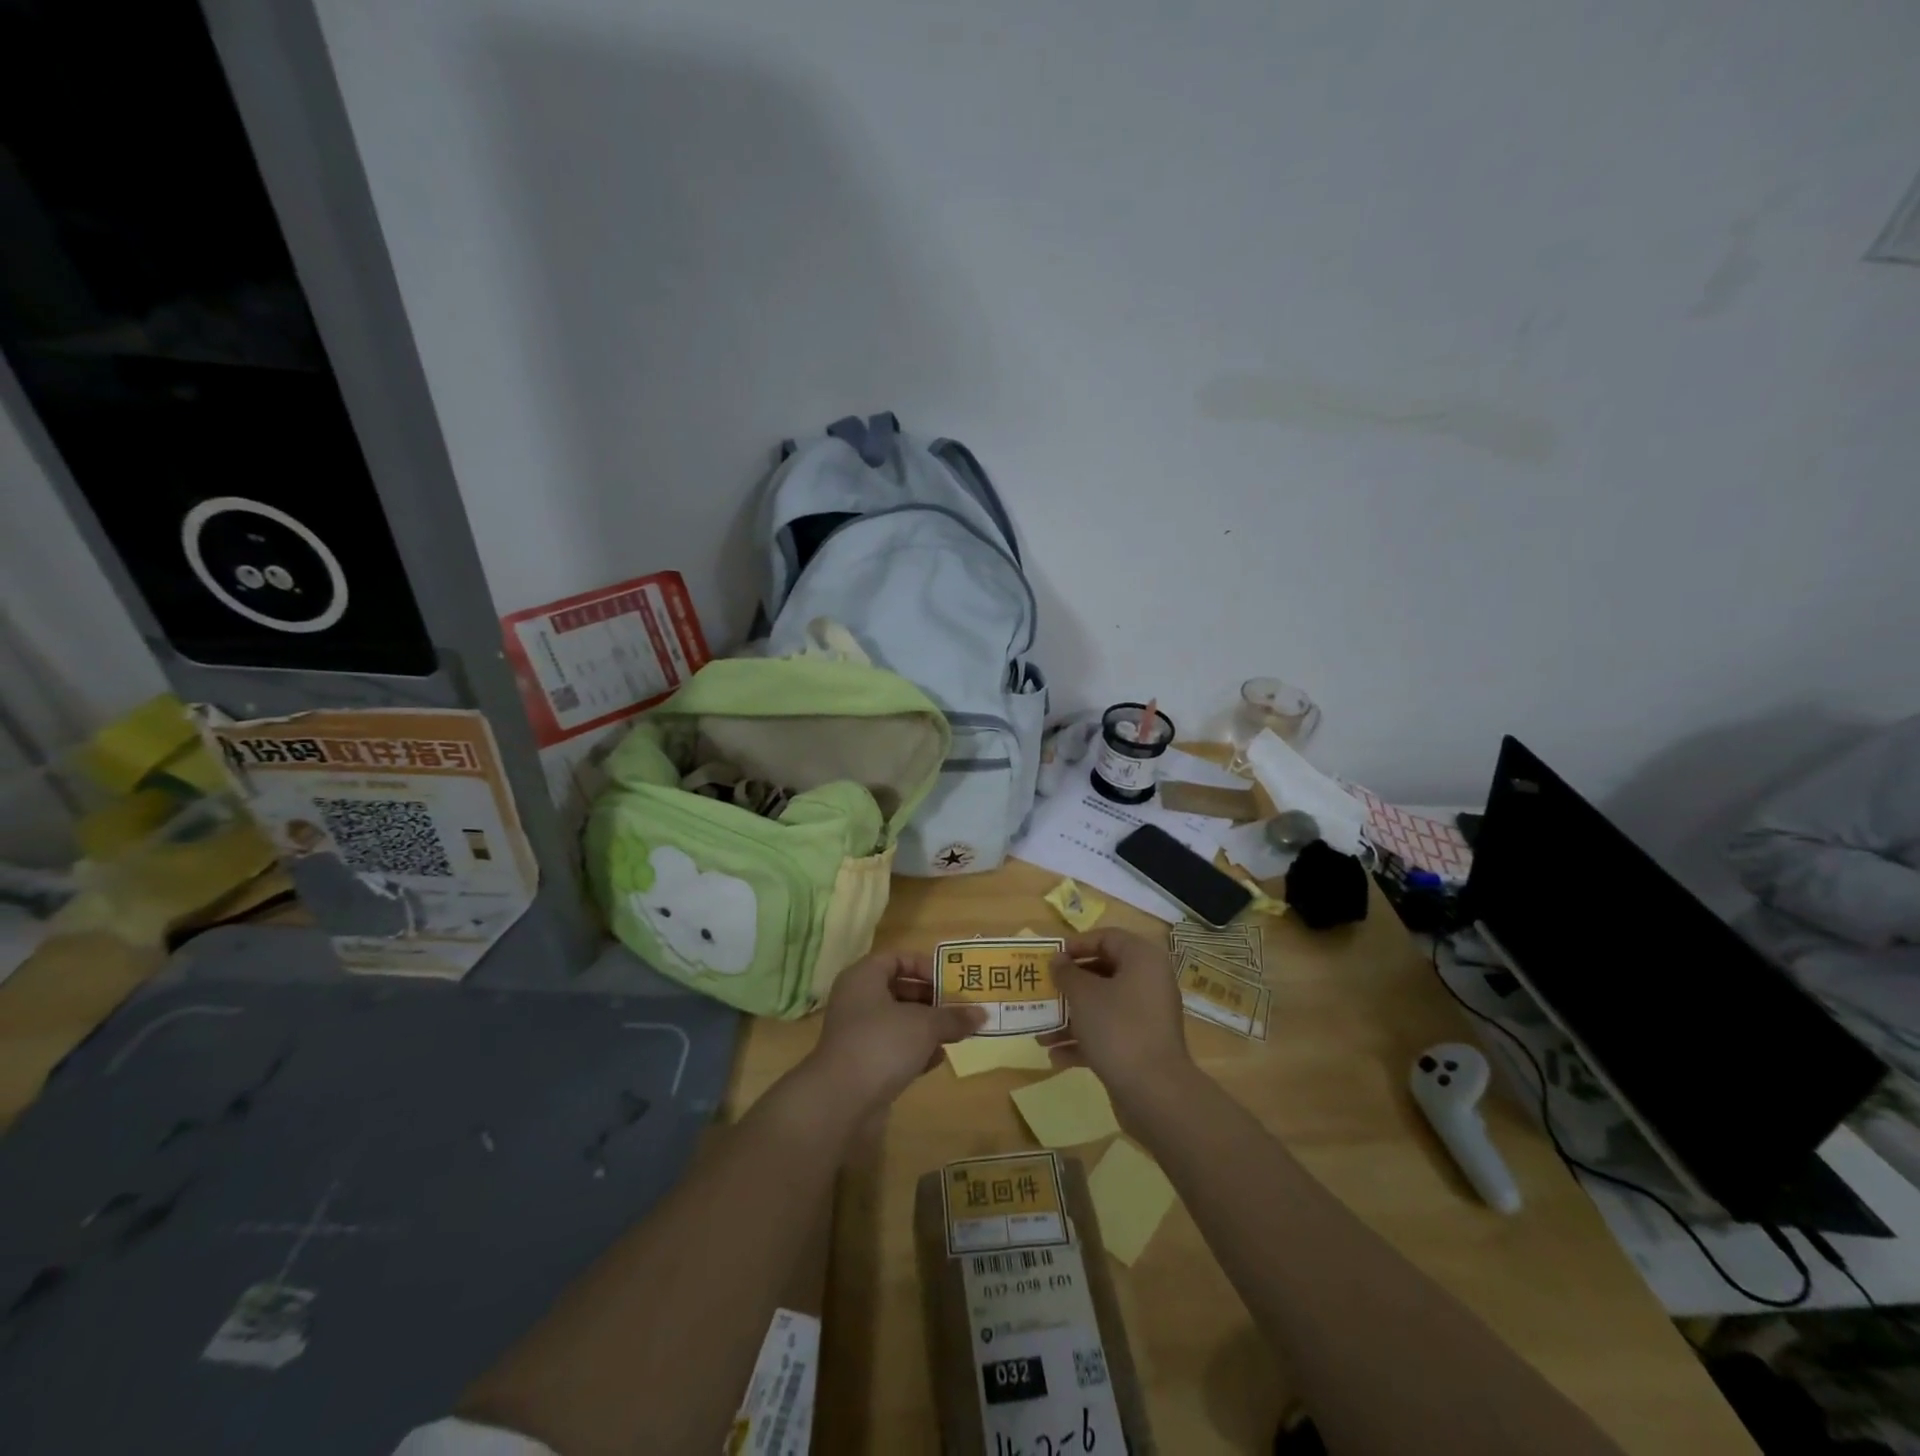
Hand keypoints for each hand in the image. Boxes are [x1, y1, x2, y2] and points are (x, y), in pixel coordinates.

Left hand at [803, 950, 984, 1117]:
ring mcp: (858, 1034)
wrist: (841, 1101)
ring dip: (927, 1026)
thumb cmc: (883, 1043)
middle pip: (899, 990)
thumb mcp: (925, 1025)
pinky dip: (915, 1051)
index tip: (950, 981)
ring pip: (898, 1021)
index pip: (897, 958)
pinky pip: (893, 1048)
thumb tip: (982, 1014)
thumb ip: (953, 1017)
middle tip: (960, 1007)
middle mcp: (857, 1000)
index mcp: (864, 977)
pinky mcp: (862, 1064)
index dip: (924, 965)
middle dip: (932, 998)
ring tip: (957, 1032)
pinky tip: (939, 1058)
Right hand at [1041, 930, 1191, 1101]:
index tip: (1051, 958)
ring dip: (1070, 1017)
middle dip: (1069, 985)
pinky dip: (1084, 1040)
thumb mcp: (1084, 995)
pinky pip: (1108, 1033)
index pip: (1107, 938)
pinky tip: (1055, 1056)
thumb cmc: (1117, 1028)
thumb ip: (1067, 973)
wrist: (1154, 1092)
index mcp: (1142, 959)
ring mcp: (1147, 1016)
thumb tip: (1058, 960)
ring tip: (1040, 1032)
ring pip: (1102, 1006)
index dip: (1076, 945)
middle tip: (1043, 991)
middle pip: (1103, 972)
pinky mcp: (1142, 1046)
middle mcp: (1149, 982)